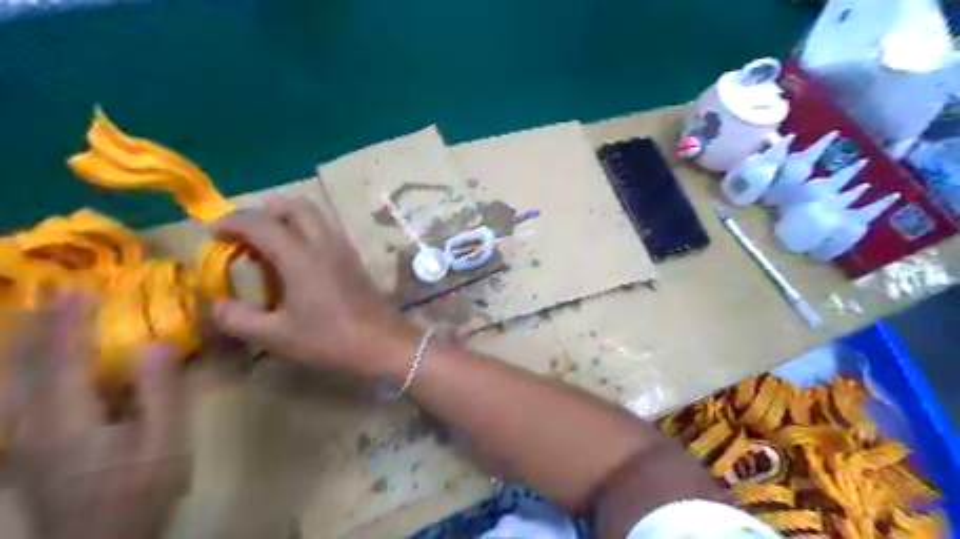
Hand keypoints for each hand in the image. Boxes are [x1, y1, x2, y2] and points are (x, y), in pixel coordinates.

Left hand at [0, 292, 195, 538]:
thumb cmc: (139, 491)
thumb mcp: (164, 442)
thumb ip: (160, 392)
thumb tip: (155, 344)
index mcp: (68, 418)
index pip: (64, 356)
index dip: (70, 319)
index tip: (80, 286)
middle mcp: (32, 423)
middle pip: (27, 365)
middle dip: (40, 324)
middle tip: (55, 290)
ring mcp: (24, 440)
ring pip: (14, 381)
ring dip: (26, 343)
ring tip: (37, 315)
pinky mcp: (29, 451)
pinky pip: (18, 397)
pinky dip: (23, 371)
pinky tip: (31, 367)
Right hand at [210, 198, 419, 379]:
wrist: (382, 342)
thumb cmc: (329, 339)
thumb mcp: (277, 335)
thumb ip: (239, 319)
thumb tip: (218, 305)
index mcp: (300, 256)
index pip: (261, 223)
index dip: (232, 221)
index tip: (212, 231)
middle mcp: (324, 243)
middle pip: (296, 205)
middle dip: (266, 210)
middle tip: (246, 232)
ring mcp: (344, 248)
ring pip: (316, 215)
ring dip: (289, 218)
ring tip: (270, 244)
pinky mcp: (355, 258)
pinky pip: (327, 230)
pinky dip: (307, 230)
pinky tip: (299, 259)